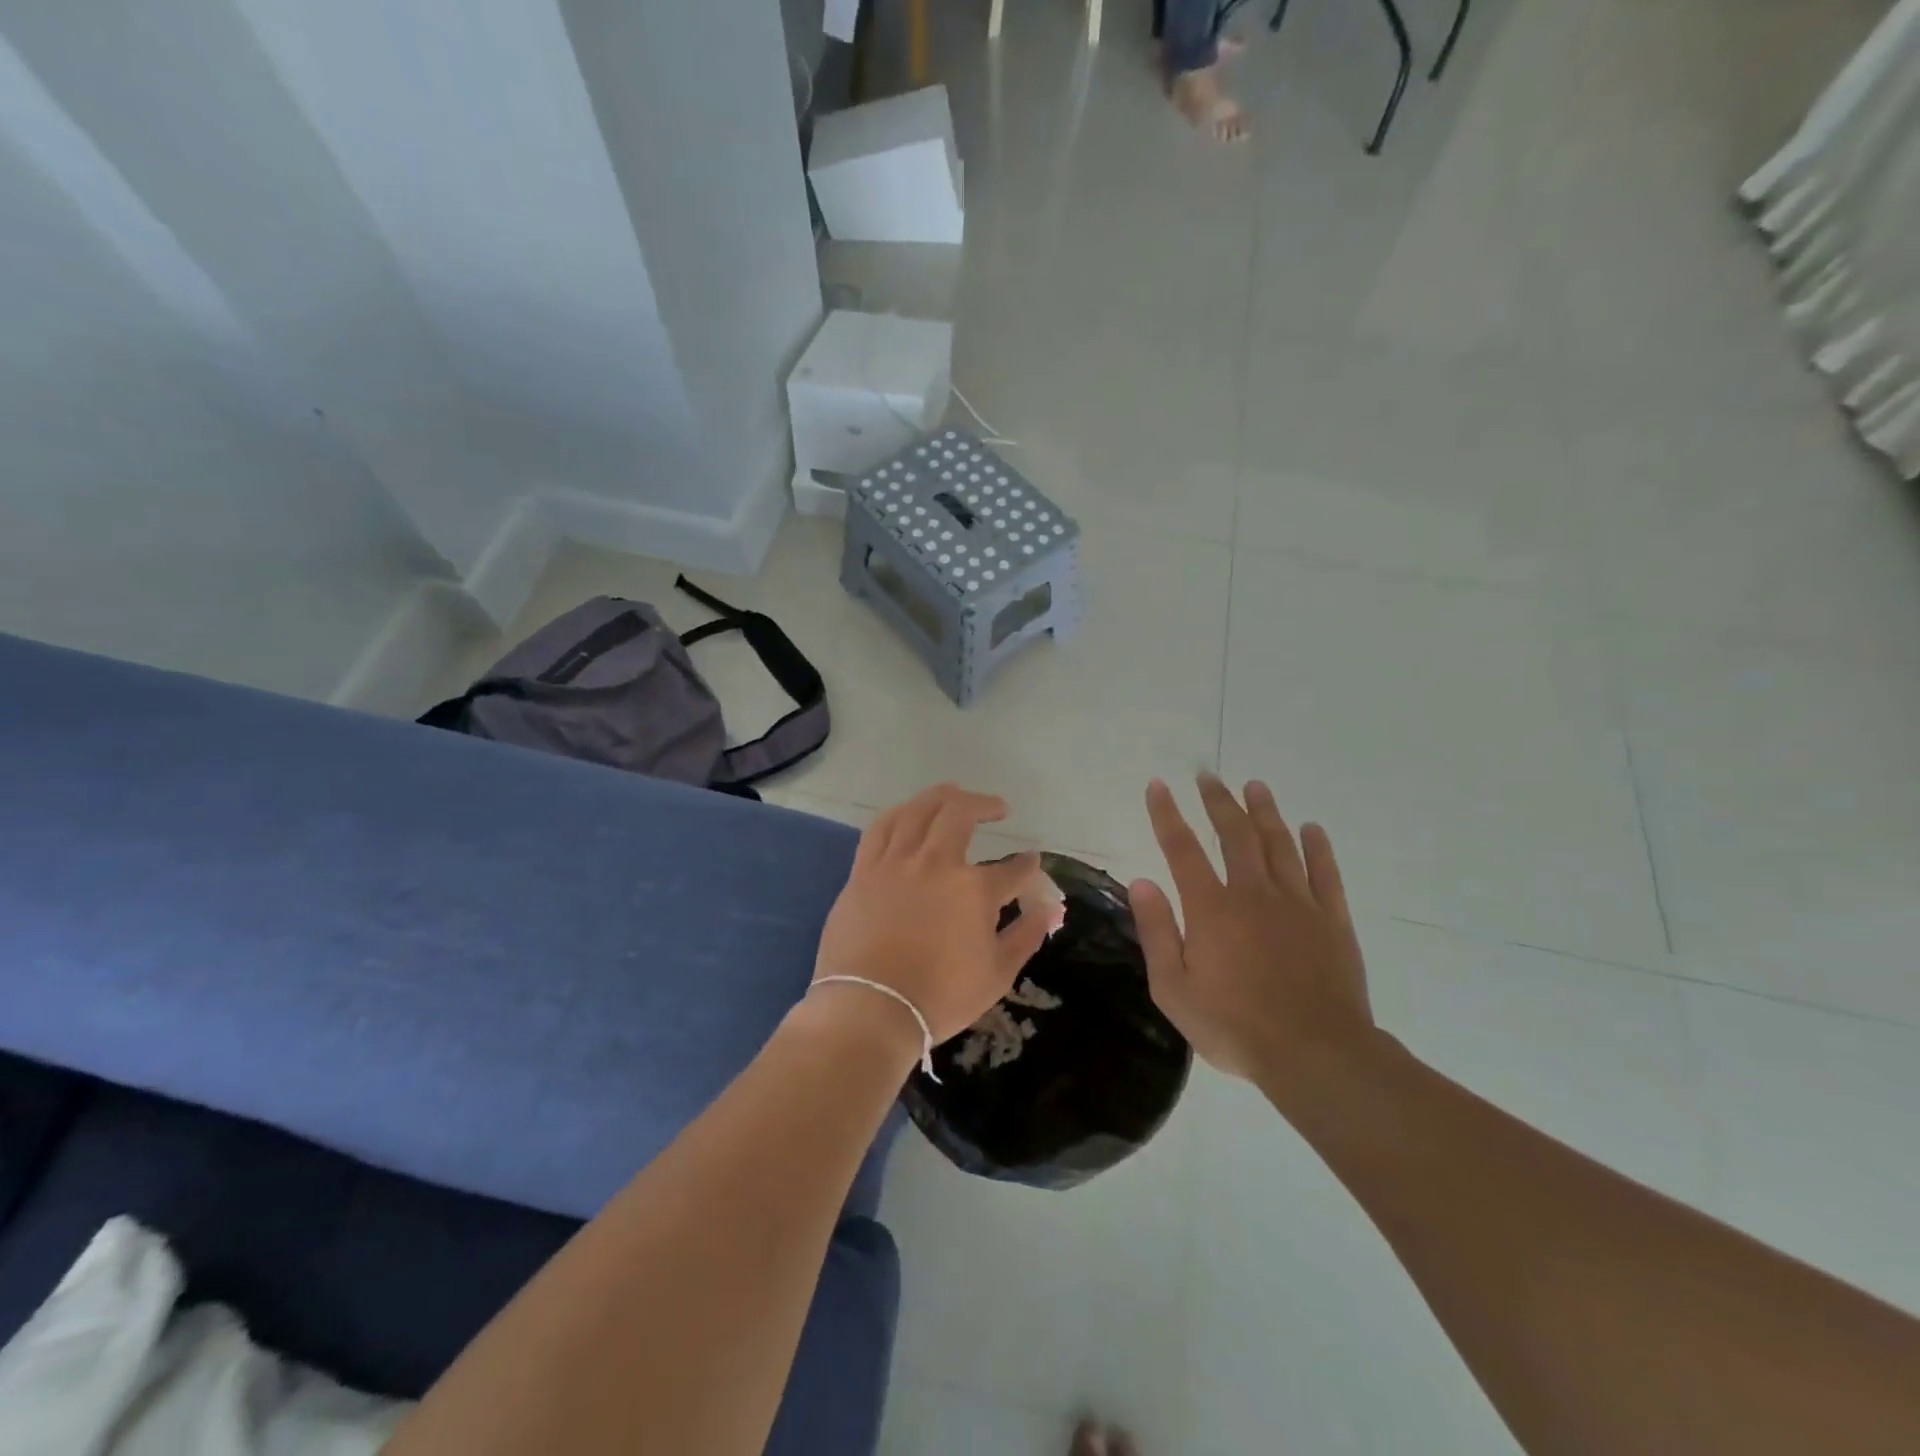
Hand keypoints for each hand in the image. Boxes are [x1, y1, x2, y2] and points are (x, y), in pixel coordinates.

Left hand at [812, 784, 1065, 1045]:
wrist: (870, 1009)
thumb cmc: (940, 998)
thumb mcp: (997, 974)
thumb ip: (1025, 936)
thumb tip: (1050, 910)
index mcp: (974, 890)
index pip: (1013, 869)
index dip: (1027, 865)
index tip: (1031, 864)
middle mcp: (936, 863)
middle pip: (961, 814)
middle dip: (985, 804)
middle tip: (998, 808)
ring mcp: (896, 863)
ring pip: (918, 810)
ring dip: (941, 796)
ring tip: (954, 792)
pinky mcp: (864, 871)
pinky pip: (880, 828)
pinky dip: (899, 813)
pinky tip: (907, 812)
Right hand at [1130, 774, 1373, 1084]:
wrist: (1316, 1055)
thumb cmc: (1234, 1026)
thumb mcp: (1174, 988)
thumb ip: (1157, 931)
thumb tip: (1141, 881)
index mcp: (1211, 908)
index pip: (1182, 849)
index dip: (1167, 814)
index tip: (1158, 785)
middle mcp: (1253, 893)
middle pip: (1234, 835)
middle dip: (1218, 802)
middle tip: (1208, 776)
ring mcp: (1297, 904)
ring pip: (1279, 844)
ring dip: (1265, 812)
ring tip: (1255, 786)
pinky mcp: (1332, 920)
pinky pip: (1325, 874)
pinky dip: (1318, 848)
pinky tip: (1312, 829)